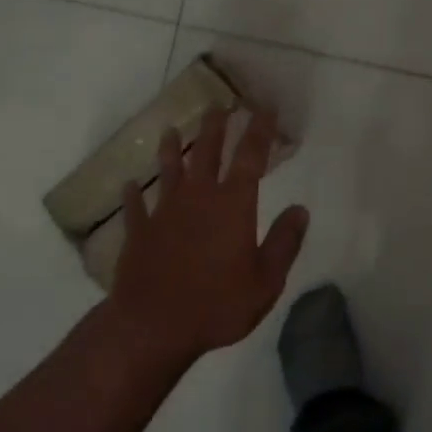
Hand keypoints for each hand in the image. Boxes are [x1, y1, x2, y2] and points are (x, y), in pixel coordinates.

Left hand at [107, 106, 308, 365]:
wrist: (153, 326)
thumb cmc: (217, 304)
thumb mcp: (266, 281)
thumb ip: (285, 242)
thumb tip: (301, 209)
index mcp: (233, 205)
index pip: (250, 157)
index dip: (259, 130)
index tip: (264, 108)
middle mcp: (198, 198)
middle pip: (206, 152)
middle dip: (215, 127)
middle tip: (218, 105)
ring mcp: (164, 212)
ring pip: (169, 170)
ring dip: (171, 149)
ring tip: (171, 129)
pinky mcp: (139, 231)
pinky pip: (135, 207)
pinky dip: (133, 194)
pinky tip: (130, 185)